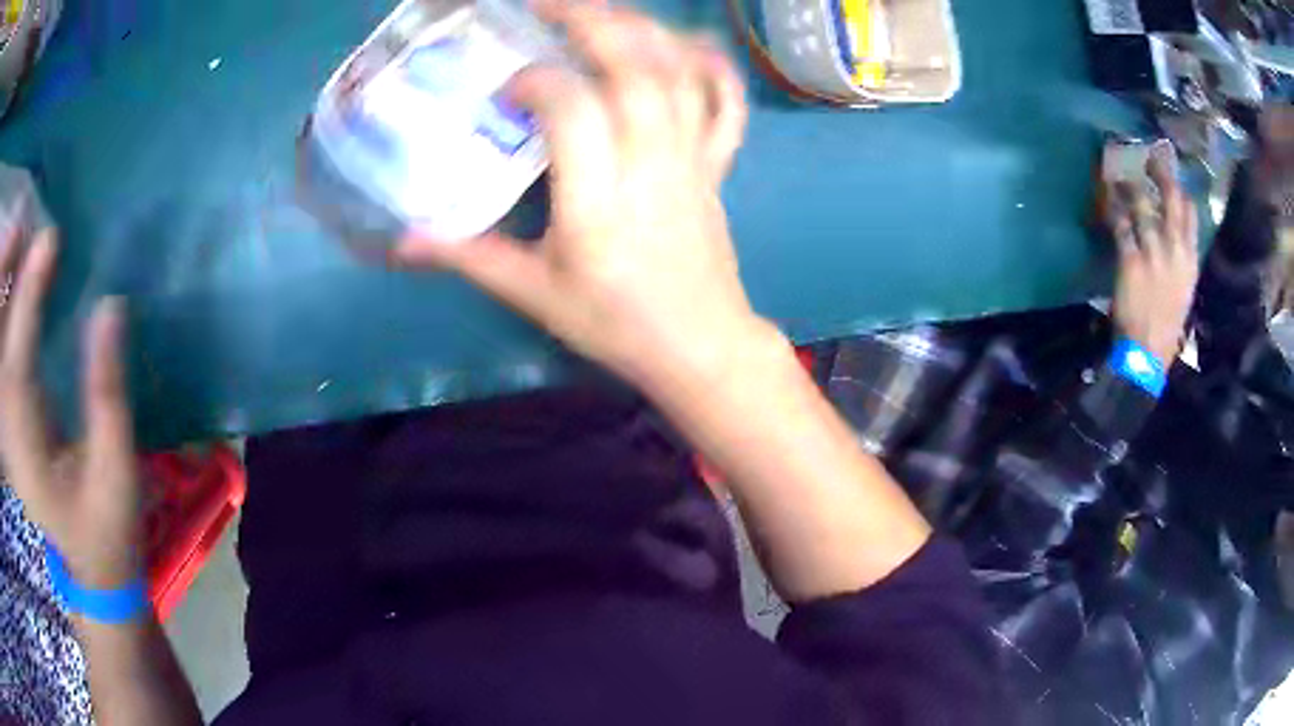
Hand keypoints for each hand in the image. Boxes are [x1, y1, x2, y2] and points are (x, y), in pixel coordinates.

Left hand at [0, 227, 140, 588]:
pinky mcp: (5, 415)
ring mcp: (3, 420)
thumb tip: (110, 306)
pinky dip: (1, 308)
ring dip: (1, 286)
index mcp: (27, 447)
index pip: (17, 356)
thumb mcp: (117, 473)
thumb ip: (108, 391)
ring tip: (19, 244)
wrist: (85, 583)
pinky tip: (11, 281)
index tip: (51, 237)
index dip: (29, 292)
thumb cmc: (105, 537)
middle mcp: (6, 426)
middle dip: (3, 278)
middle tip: (24, 231)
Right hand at [394, 0, 759, 391]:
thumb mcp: (533, 295)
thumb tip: (401, 240)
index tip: (507, 86)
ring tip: (599, 11)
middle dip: (591, 21)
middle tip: (546, 2)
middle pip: (633, 70)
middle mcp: (651, 165)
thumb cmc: (614, 324)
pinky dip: (712, 66)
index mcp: (599, 202)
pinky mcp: (716, 164)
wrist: (699, 345)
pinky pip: (726, 104)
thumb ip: (468, 256)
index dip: (538, 83)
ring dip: (640, 29)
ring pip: (678, 75)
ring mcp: (692, 159)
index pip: (574, 111)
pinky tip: (685, 43)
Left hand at [1107, 151, 1199, 365]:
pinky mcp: (1132, 260)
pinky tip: (1106, 197)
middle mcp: (1176, 251)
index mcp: (1191, 260)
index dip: (1181, 190)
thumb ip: (1181, 259)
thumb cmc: (1166, 324)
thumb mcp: (1184, 289)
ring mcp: (1154, 253)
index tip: (1171, 173)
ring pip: (1143, 205)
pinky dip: (1112, 208)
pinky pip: (1121, 224)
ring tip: (1118, 177)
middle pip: (1171, 200)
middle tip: (1149, 157)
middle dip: (1161, 174)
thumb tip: (1174, 232)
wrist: (1148, 353)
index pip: (1191, 215)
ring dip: (1130, 187)